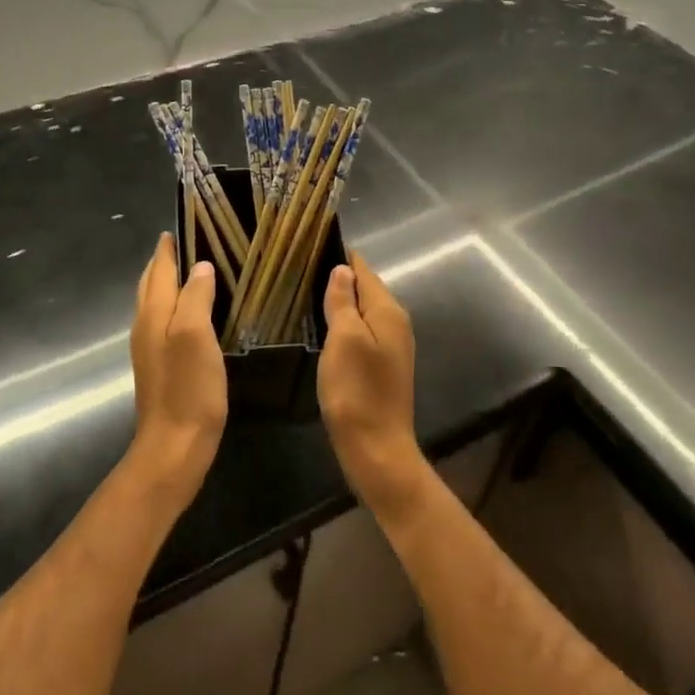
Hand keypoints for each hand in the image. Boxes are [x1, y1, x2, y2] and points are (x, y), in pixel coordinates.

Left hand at [127, 233, 228, 504]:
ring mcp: (150, 348)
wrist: (174, 447)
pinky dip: (176, 305)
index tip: (183, 223)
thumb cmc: (188, 389)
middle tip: (191, 241)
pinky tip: (195, 312)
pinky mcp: (161, 366)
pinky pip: (165, 321)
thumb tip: (200, 266)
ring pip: (156, 302)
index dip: (169, 246)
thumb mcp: (195, 336)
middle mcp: (146, 326)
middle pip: (152, 283)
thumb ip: (195, 297)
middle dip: (166, 260)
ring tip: (195, 269)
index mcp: (153, 314)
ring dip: (170, 282)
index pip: (160, 269)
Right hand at [318, 253, 427, 517]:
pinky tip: (323, 328)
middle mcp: (395, 322)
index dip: (339, 256)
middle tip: (299, 269)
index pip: (363, 269)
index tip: (309, 246)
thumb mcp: (344, 339)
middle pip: (365, 288)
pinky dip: (344, 324)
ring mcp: (392, 346)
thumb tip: (342, 269)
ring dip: (339, 301)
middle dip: (337, 277)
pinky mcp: (383, 366)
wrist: (377, 449)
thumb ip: (343, 301)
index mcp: (388, 311)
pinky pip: (362, 331)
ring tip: (305, 293)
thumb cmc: (357, 391)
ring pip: (363, 311)